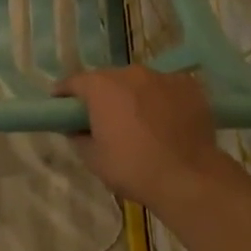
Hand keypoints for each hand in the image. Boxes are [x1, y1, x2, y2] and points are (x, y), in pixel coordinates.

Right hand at [56, 66, 241, 211]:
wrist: (189, 178)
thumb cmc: (133, 168)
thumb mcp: (93, 159)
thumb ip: (78, 137)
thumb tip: (76, 128)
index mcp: (101, 86)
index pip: (74, 82)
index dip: (64, 94)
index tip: (61, 105)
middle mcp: (130, 73)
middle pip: (108, 79)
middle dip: (102, 95)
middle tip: (103, 118)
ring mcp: (162, 77)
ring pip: (139, 83)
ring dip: (134, 96)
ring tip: (140, 121)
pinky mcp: (189, 86)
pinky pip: (167, 89)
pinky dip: (162, 100)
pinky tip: (167, 121)